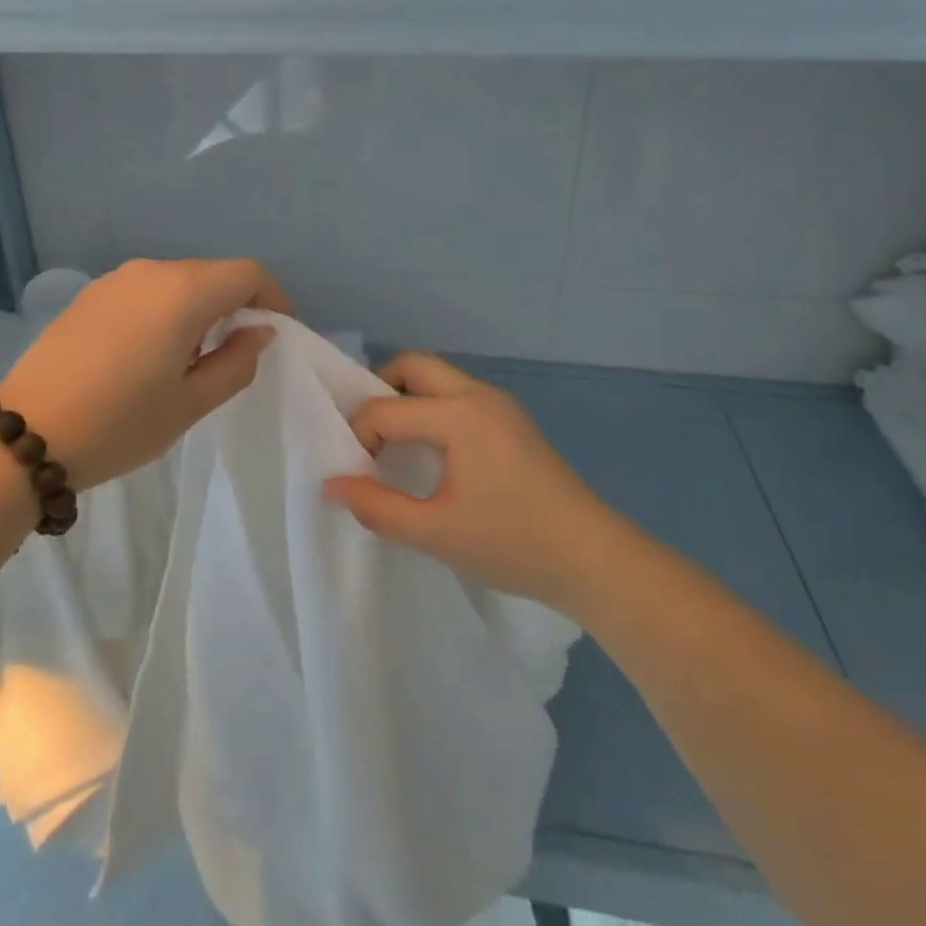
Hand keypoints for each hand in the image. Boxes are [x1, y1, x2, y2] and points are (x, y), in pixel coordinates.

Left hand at [0, 258, 289, 489]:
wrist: (26, 435)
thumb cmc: (121, 423)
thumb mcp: (192, 403)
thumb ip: (236, 361)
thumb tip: (257, 331)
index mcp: (184, 292)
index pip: (248, 273)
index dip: (272, 298)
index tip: (274, 334)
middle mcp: (150, 272)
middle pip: (212, 274)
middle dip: (235, 305)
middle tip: (235, 353)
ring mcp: (114, 280)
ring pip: (177, 282)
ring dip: (198, 309)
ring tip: (190, 358)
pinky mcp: (88, 296)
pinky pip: (144, 291)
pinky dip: (164, 311)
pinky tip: (149, 353)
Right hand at [324, 353, 620, 612]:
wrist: (594, 559)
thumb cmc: (512, 544)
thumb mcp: (435, 533)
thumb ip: (377, 507)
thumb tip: (332, 484)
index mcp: (459, 415)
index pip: (386, 409)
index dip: (359, 438)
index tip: (354, 474)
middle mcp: (478, 395)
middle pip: (413, 366)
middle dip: (380, 392)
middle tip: (368, 439)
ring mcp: (500, 405)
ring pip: (438, 379)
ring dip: (408, 400)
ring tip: (394, 448)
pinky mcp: (512, 421)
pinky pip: (458, 397)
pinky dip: (432, 411)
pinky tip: (433, 455)